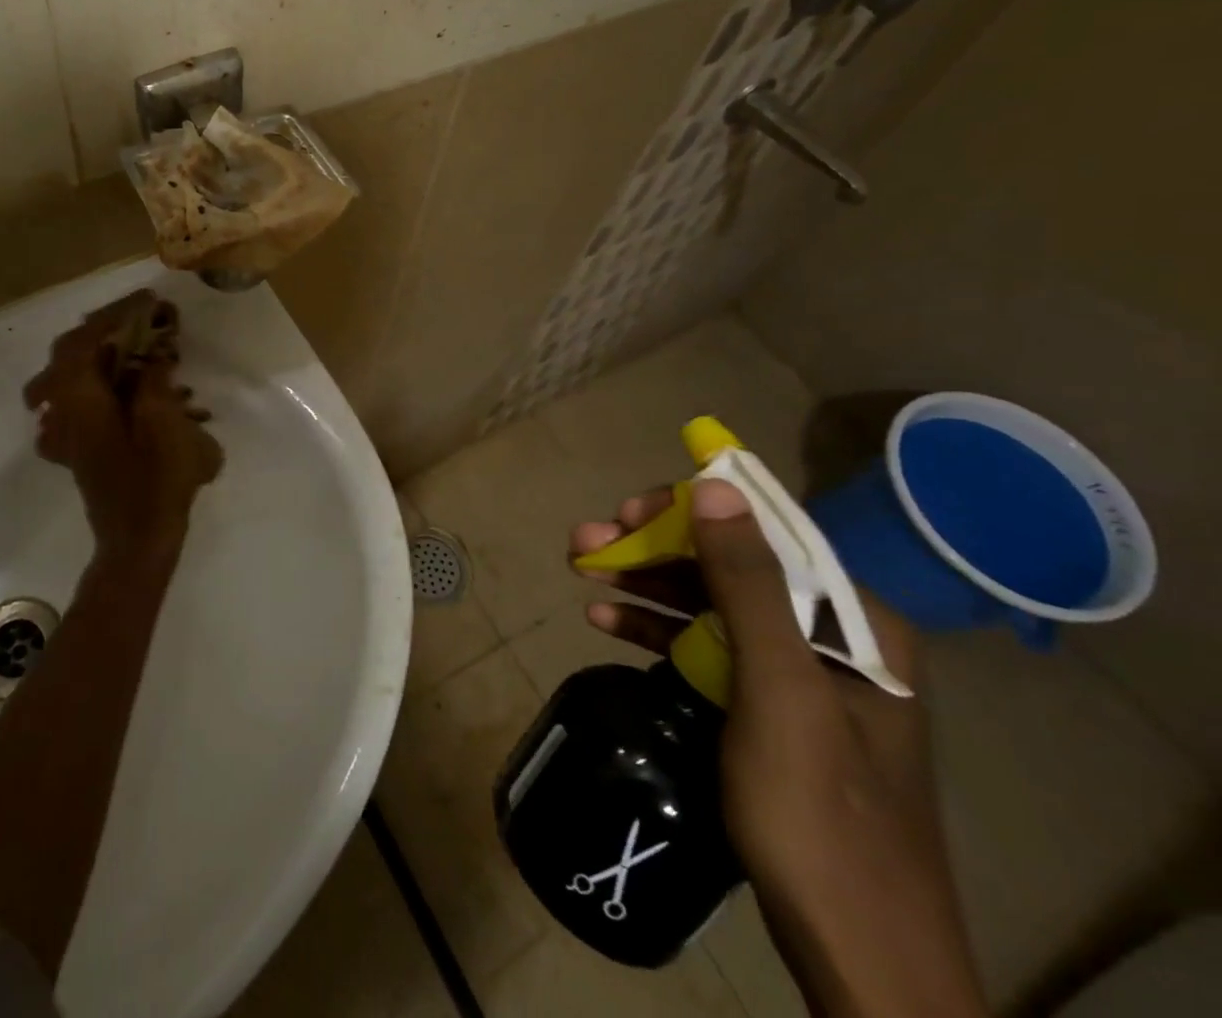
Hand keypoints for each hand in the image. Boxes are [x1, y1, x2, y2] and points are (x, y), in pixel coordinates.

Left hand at [25, 290, 223, 563]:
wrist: (138, 541)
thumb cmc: (154, 481)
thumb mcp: (163, 422)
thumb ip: (153, 380)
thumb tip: (150, 356)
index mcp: (79, 399)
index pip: (85, 339)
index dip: (115, 315)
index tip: (147, 302)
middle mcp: (63, 409)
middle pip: (71, 353)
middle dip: (105, 330)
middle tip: (140, 320)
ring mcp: (66, 430)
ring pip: (72, 376)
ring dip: (102, 355)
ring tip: (137, 347)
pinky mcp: (78, 446)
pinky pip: (80, 401)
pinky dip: (101, 384)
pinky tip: (127, 390)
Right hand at [571, 480, 985, 1017]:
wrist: (857, 956)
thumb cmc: (820, 814)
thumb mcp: (780, 689)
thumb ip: (748, 583)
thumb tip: (715, 484)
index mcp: (857, 623)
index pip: (766, 534)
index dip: (691, 512)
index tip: (626, 511)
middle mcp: (832, 638)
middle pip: (729, 568)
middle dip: (654, 550)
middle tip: (585, 543)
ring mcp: (800, 677)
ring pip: (709, 605)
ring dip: (645, 585)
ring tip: (582, 571)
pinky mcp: (769, 710)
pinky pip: (706, 648)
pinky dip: (656, 630)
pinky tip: (606, 620)